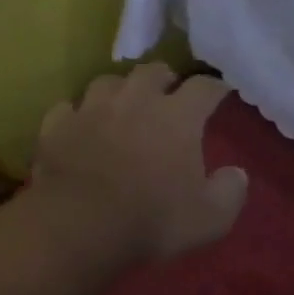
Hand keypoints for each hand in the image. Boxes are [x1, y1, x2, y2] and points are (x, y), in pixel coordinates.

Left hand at [29, 63, 248, 267]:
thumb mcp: (209, 219)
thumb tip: (237, 174)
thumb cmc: (150, 220)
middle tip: (167, 95)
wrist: (79, 223)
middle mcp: (134, 99)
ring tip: (120, 106)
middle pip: (152, 71)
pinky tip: (78, 127)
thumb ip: (229, 192)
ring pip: (107, 81)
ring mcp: (91, 108)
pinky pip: (67, 108)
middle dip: (164, 79)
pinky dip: (76, 115)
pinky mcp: (57, 124)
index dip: (215, 88)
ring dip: (118, 90)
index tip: (219, 94)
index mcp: (177, 116)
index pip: (204, 87)